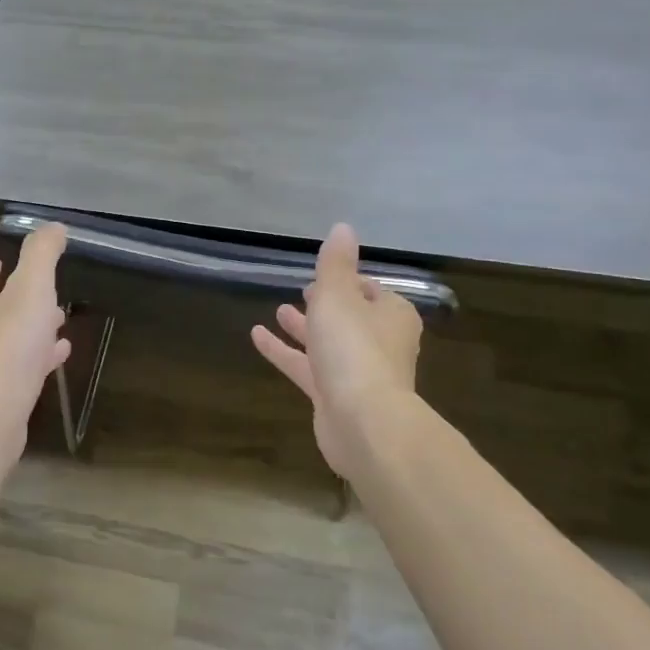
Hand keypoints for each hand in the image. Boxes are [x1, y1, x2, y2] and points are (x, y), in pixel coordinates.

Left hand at [0, 224, 71, 437]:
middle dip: (16, 296)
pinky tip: (57, 356)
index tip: (3, 258)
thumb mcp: (31, 289)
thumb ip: (41, 255)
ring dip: (29, 327)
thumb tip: (53, 226)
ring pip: (4, 337)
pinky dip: (35, 356)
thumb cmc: (8, 346)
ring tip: (58, 321)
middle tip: (42, 290)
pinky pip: (15, 366)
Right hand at [251, 224, 422, 480]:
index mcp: (391, 315)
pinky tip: (257, 337)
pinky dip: (285, 352)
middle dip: (325, 304)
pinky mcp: (335, 398)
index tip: (322, 274)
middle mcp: (380, 342)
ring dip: (304, 327)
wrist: (363, 421)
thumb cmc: (354, 348)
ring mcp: (358, 373)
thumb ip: (335, 263)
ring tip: (278, 310)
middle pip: (350, 317)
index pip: (370, 290)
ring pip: (327, 343)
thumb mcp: (338, 295)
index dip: (346, 280)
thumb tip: (342, 227)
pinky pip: (307, 368)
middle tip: (302, 291)